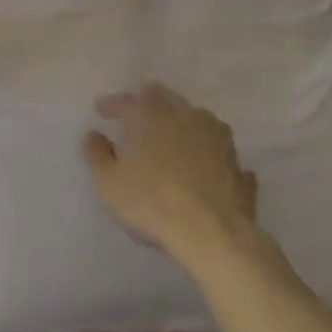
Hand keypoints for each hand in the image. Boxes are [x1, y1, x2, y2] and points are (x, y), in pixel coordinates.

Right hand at [83, 85, 260, 259]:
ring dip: (184, 121)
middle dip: (150, 101)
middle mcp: (185, 117)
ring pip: (198, 118)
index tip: (101, 110)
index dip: (112, 104)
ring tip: (176, 133)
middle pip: (166, 98)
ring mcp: (217, 139)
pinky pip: (222, 151)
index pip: (127, 101)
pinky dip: (212, 152)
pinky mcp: (237, 165)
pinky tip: (210, 162)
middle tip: (139, 110)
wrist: (212, 233)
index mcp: (150, 116)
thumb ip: (97, 154)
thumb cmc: (151, 202)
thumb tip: (94, 135)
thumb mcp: (109, 182)